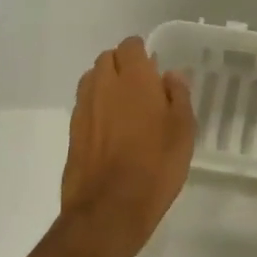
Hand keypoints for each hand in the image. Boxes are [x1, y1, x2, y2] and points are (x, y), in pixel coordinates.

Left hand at [61, 37, 196, 256]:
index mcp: (134, 79)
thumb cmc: (155, 167)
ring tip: (125, 106)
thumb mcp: (183, 131)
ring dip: (106, 83)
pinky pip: (85, 105)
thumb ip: (178, 96)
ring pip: (92, 79)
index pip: (131, 46)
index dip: (142, 53)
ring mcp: (84, 109)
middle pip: (108, 58)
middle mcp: (104, 86)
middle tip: (142, 87)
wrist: (108, 211)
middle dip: (123, 65)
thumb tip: (171, 75)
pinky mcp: (72, 132)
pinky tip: (111, 130)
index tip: (155, 69)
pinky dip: (96, 107)